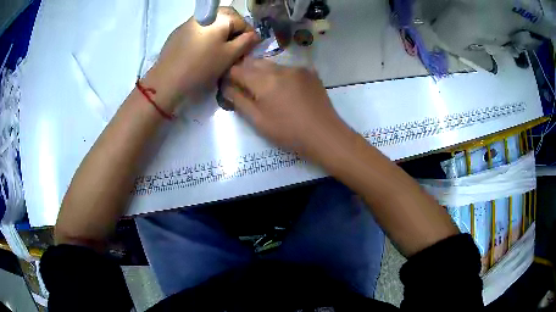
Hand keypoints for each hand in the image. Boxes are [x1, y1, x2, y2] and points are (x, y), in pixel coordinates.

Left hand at [143, 7, 259, 110]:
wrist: (167, 80)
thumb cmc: (201, 67)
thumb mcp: (229, 56)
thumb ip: (246, 42)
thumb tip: (255, 35)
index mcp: (219, 16)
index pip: (242, 21)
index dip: (248, 36)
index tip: (247, 50)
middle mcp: (204, 14)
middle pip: (227, 18)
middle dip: (234, 31)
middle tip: (234, 49)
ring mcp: (189, 22)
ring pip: (212, 23)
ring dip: (220, 34)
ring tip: (219, 51)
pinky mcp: (179, 32)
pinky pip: (199, 29)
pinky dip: (206, 36)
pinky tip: (203, 51)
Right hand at [222, 58, 354, 159]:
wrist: (324, 134)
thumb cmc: (288, 131)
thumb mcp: (258, 120)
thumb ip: (239, 100)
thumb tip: (225, 86)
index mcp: (263, 80)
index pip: (238, 69)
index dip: (230, 75)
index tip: (229, 84)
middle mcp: (279, 68)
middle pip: (254, 62)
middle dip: (245, 70)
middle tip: (245, 86)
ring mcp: (296, 68)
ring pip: (272, 64)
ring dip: (263, 72)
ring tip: (266, 88)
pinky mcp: (310, 72)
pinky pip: (288, 68)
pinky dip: (281, 75)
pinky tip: (286, 88)